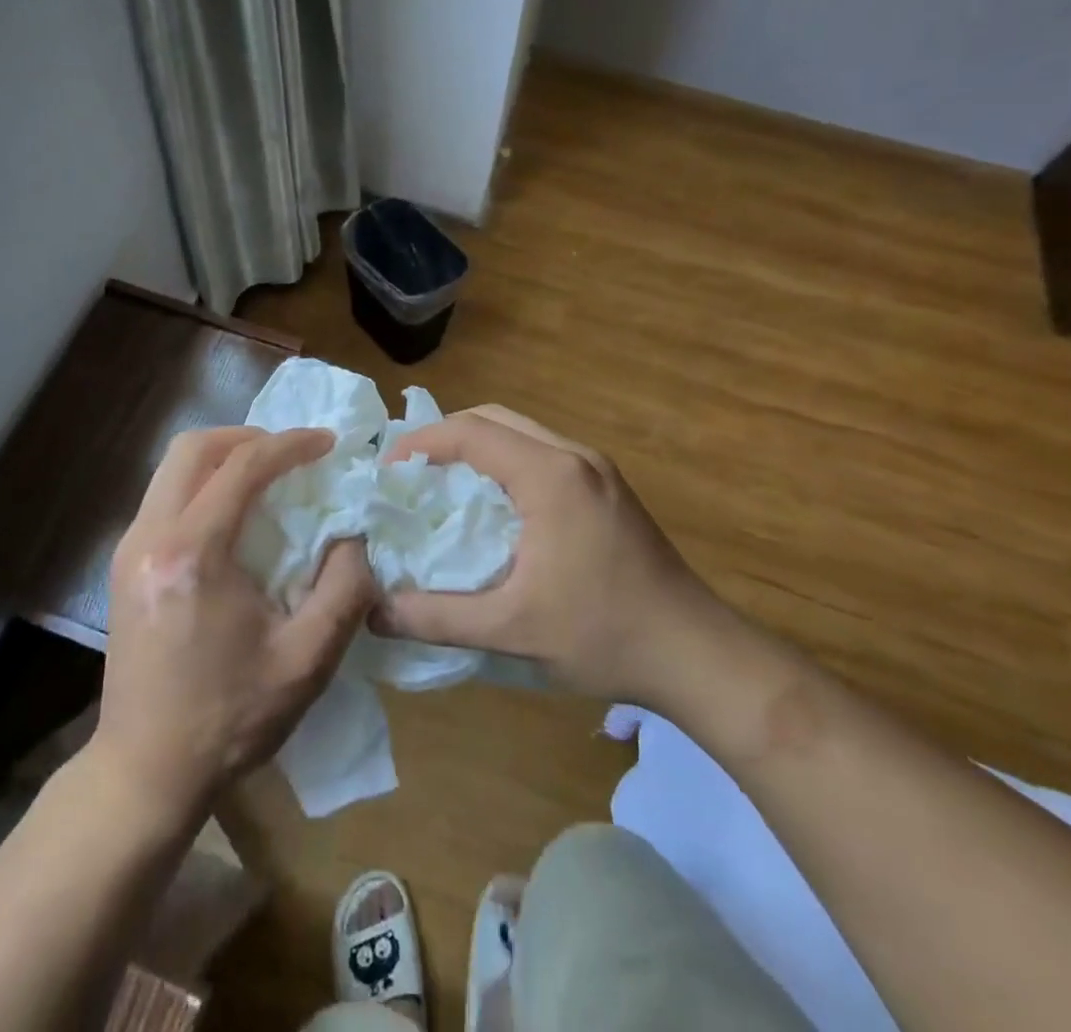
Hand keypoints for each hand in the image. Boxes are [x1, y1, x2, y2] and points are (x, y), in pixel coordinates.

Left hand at [92, 426, 377, 812]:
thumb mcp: (307, 660)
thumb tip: (353, 535)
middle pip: (194, 447)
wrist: (146, 770)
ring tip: (268, 477)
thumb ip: (345, 588)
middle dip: (249, 437)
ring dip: (224, 458)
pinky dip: (204, 483)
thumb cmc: (230, 718)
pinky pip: (166, 495)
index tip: (328, 443)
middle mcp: (151, 538)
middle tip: (292, 454)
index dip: (291, 444)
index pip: (243, 466)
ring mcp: (129, 549)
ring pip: (173, 468)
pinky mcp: (125, 565)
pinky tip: (235, 514)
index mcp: (194, 554)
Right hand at [374, 405, 731, 705]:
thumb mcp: (511, 630)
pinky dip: (506, 462)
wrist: (696, 653)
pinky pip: (542, 452)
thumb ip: (436, 618)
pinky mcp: (608, 486)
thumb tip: (374, 611)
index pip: (472, 432)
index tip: (388, 470)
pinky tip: (494, 503)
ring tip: (444, 484)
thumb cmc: (603, 635)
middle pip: (495, 419)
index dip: (422, 443)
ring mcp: (596, 468)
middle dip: (446, 437)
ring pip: (521, 432)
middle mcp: (573, 456)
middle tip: (410, 473)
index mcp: (550, 476)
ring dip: (478, 447)